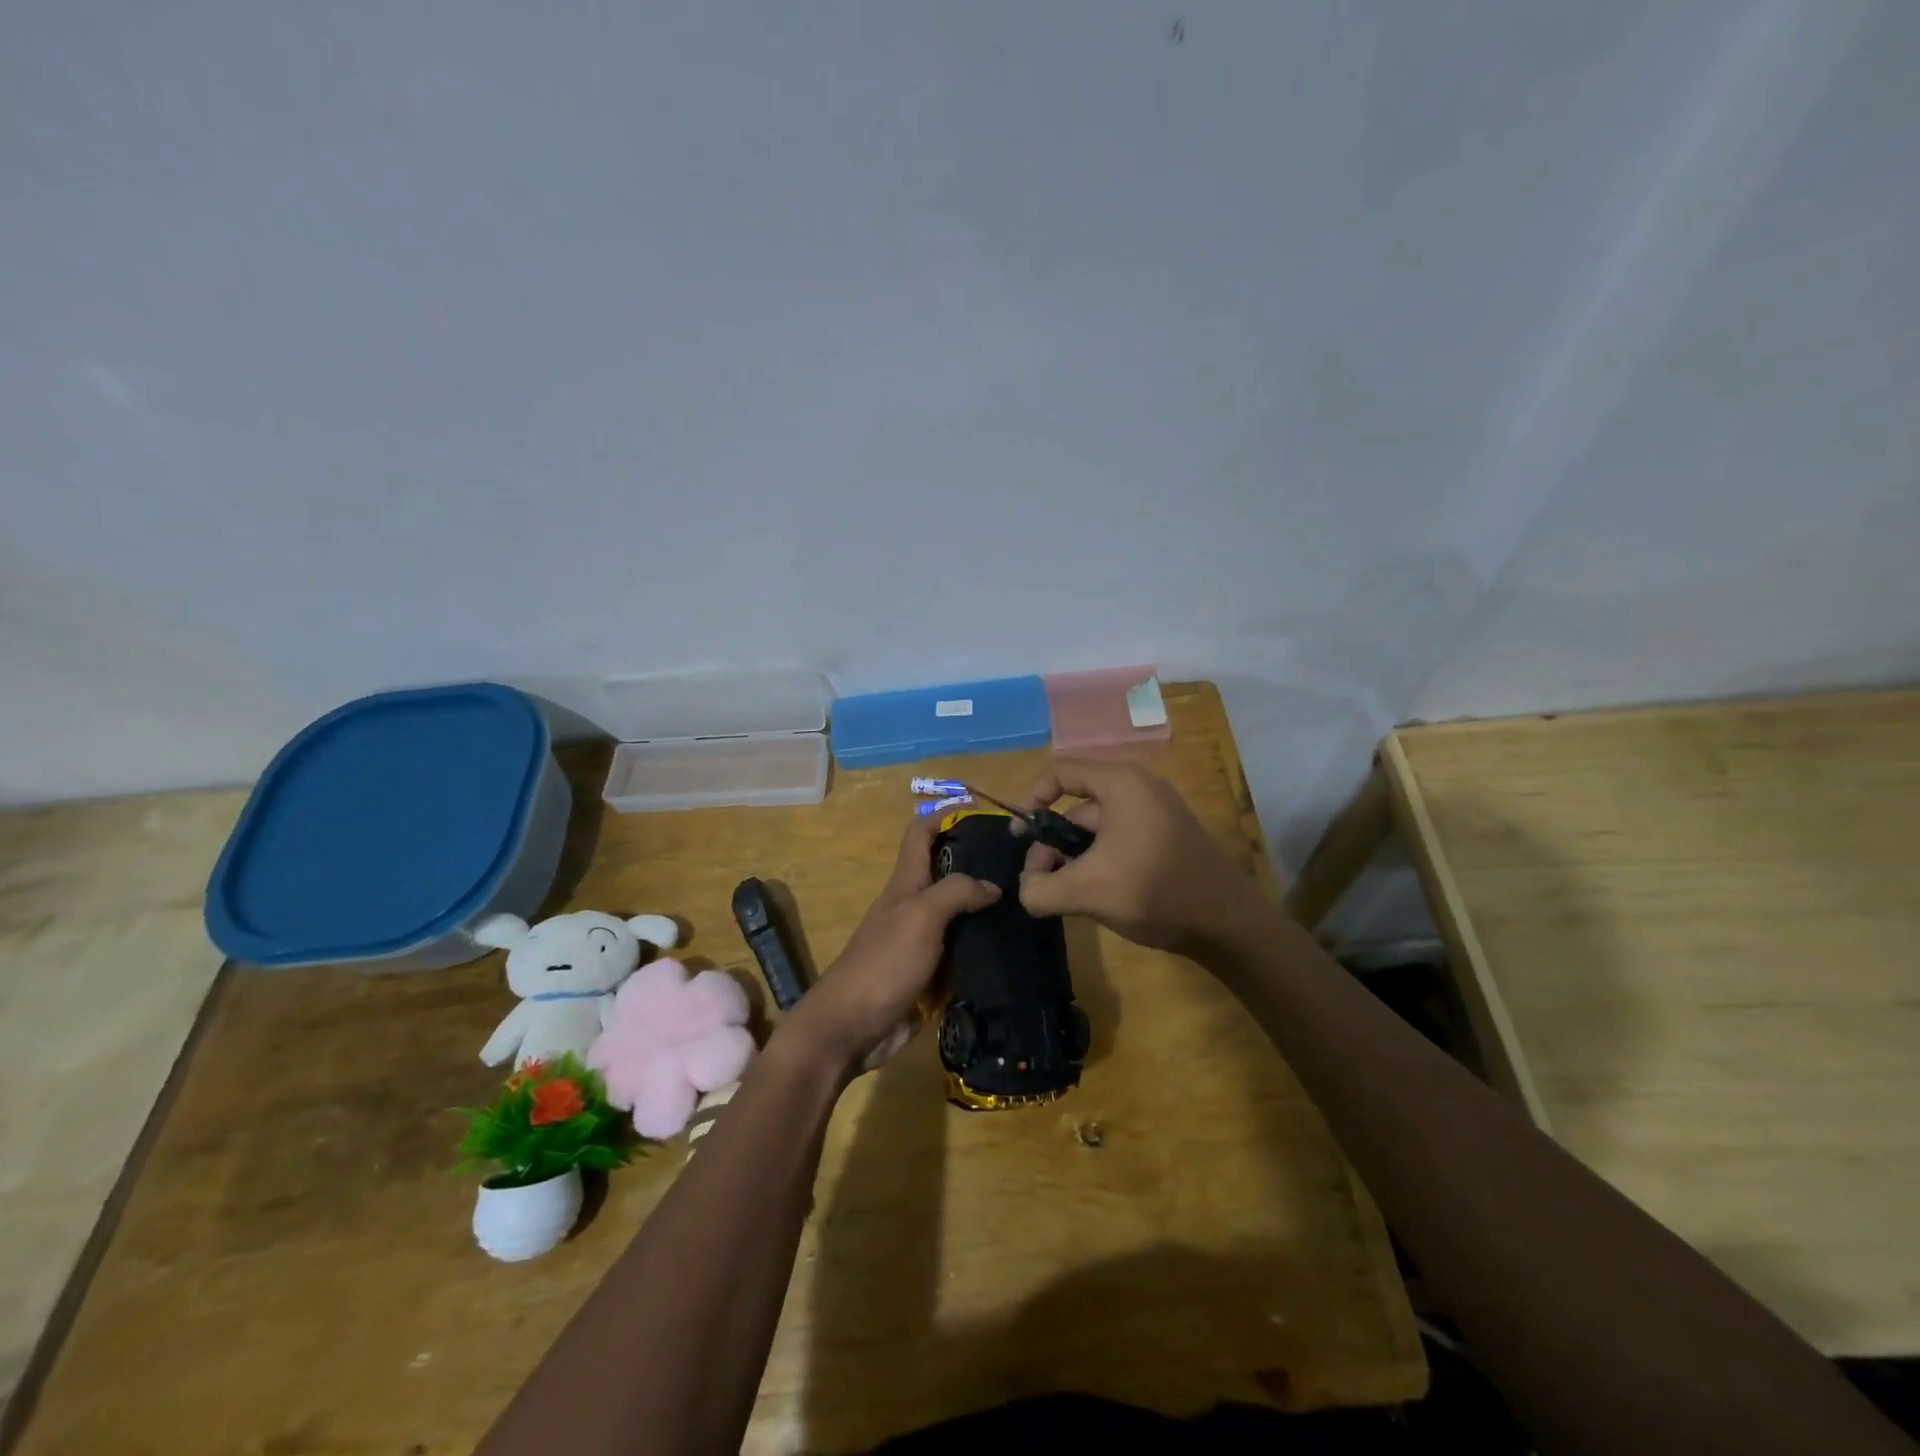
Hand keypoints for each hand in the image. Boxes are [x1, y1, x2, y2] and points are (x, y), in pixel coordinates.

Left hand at [785, 815, 999, 1073]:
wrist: (852, 1027)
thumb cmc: (884, 962)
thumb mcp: (921, 916)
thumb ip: (956, 892)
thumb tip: (993, 886)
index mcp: (906, 883)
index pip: (921, 833)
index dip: (945, 814)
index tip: (983, 810)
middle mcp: (915, 906)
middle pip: (948, 872)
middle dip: (980, 862)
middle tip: (1024, 863)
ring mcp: (924, 942)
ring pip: (961, 914)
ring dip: (988, 908)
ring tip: (1030, 903)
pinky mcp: (933, 975)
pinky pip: (964, 952)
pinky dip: (986, 947)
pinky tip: (1016, 947)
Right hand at [1016, 758, 1260, 954]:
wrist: (1228, 923)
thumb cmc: (1154, 890)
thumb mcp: (1087, 891)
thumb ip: (1041, 889)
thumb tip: (1026, 891)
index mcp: (1120, 784)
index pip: (1060, 772)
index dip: (1032, 799)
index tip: (1020, 836)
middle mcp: (1138, 789)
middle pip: (1076, 806)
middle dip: (1051, 843)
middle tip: (1040, 882)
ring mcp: (1155, 814)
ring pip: (1096, 829)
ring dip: (1073, 858)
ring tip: (1065, 896)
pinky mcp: (1165, 838)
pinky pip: (1118, 841)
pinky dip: (1098, 862)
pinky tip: (1094, 896)